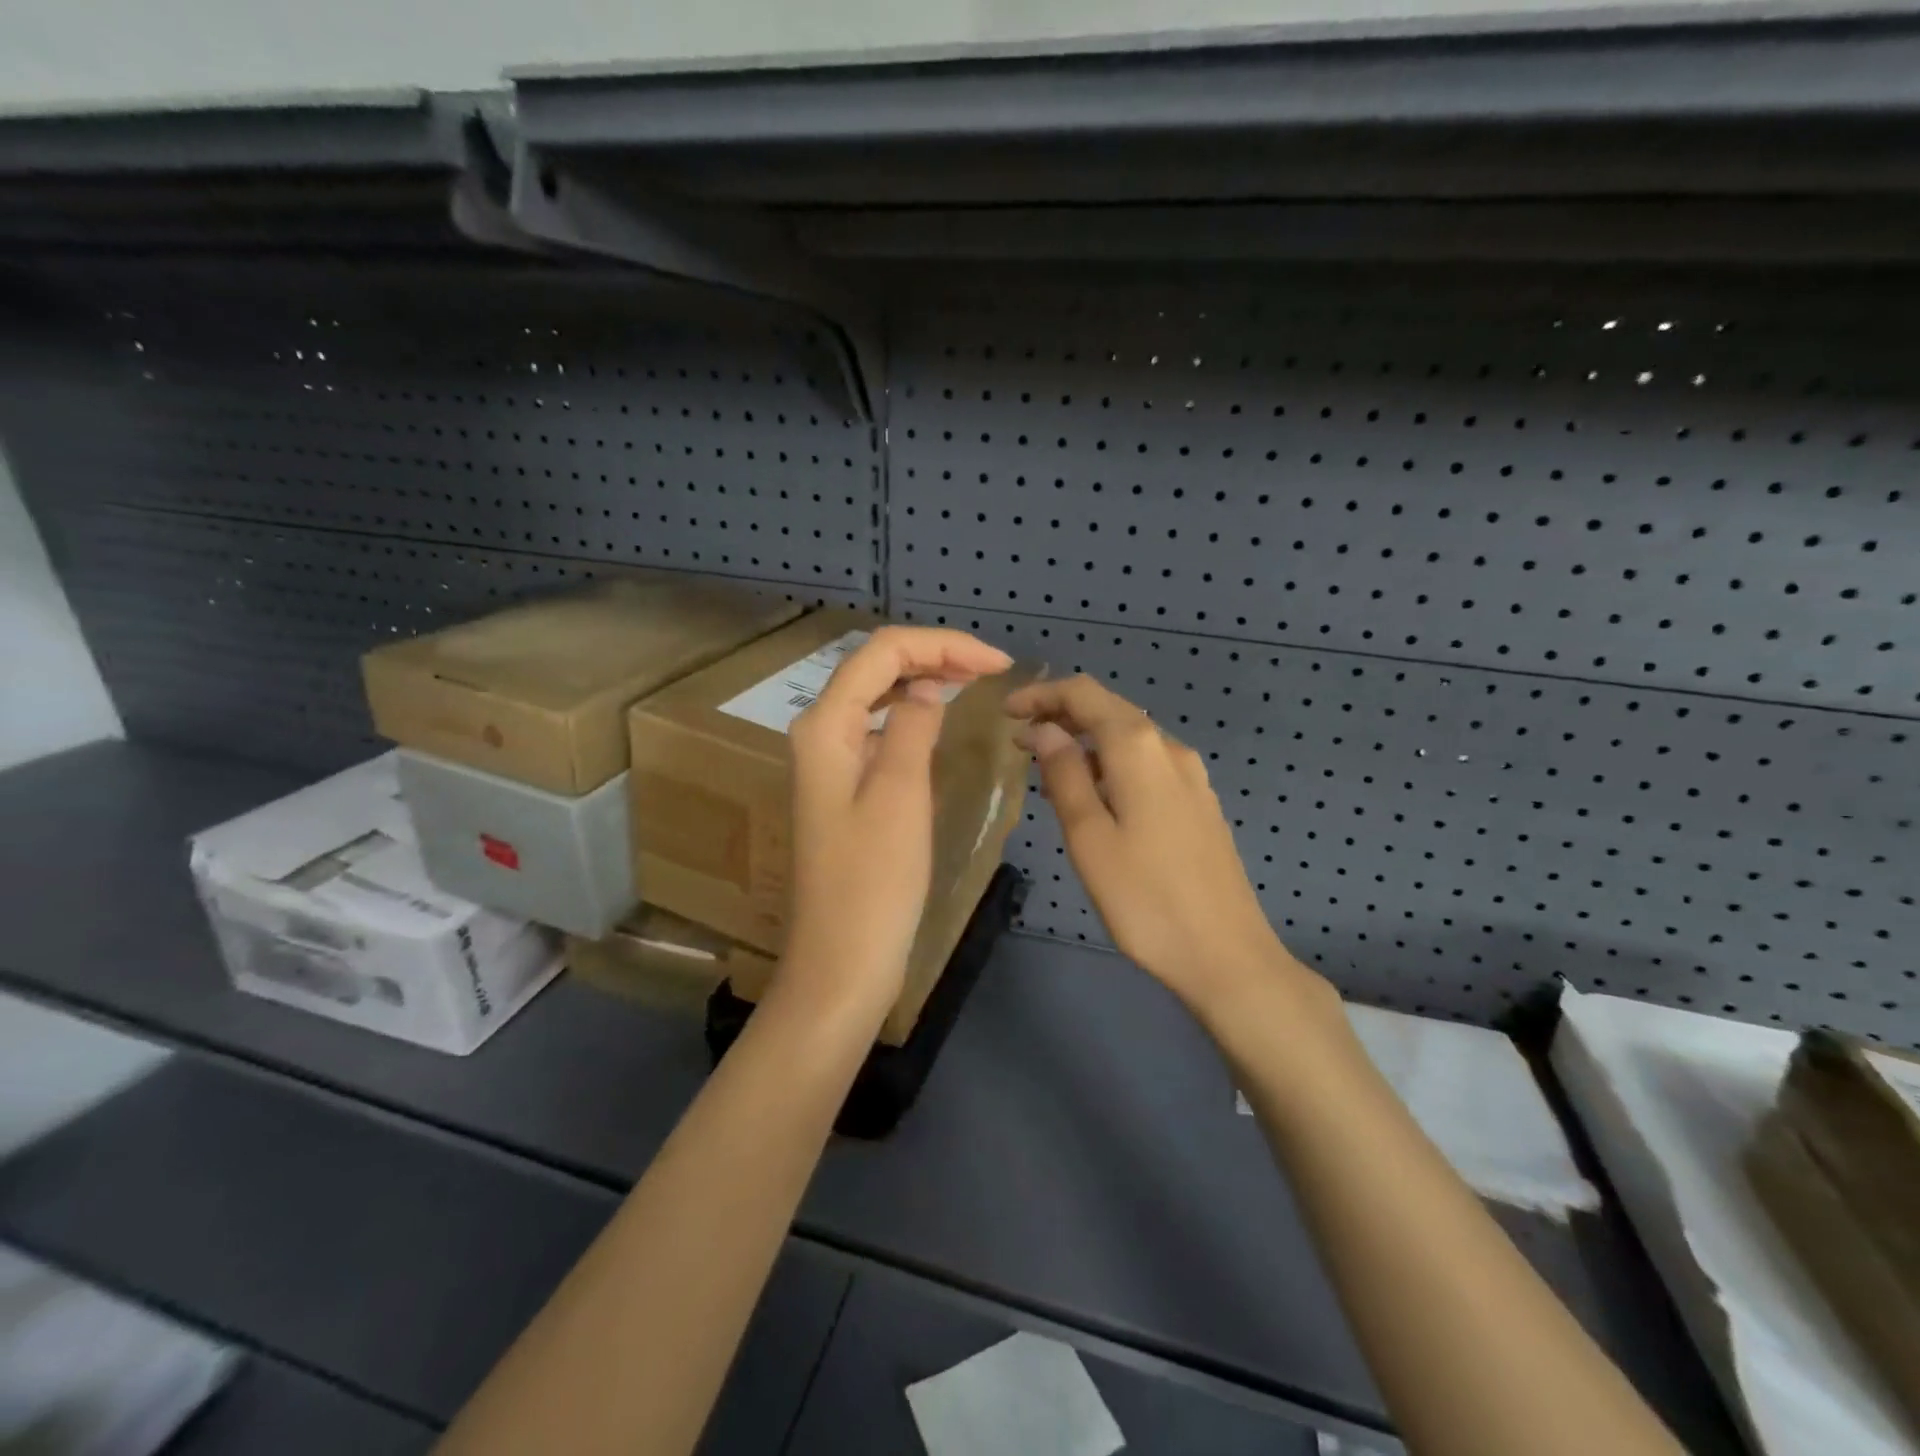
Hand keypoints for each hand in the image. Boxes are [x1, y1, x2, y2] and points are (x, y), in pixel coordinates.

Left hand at [781, 627, 1012, 1020]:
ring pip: (875, 694)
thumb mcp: (900, 795)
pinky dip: (911, 713)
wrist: (842, 962)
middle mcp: (819, 732)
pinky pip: (877, 728)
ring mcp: (828, 761)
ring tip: (972, 680)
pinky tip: (937, 718)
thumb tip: (927, 690)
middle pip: (874, 666)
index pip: (882, 652)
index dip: (942, 644)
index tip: (998, 663)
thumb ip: (913, 728)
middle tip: (991, 668)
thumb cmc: (874, 882)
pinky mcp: (843, 788)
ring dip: (922, 677)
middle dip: (932, 654)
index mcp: (825, 726)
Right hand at [1005, 675, 1324, 1018]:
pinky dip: (1110, 763)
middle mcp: (1169, 749)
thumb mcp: (1089, 836)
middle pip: (1109, 709)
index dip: (1041, 694)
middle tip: (1019, 739)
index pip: (1084, 694)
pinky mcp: (1198, 802)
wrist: (1226, 954)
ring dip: (1085, 740)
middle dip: (1061, 714)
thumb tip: (1044, 730)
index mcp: (1139, 748)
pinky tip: (1092, 795)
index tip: (1006, 712)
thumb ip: (1064, 774)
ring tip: (1046, 769)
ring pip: (1129, 737)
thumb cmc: (1145, 899)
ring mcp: (1190, 776)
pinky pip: (1146, 764)